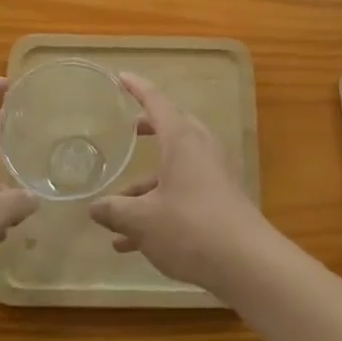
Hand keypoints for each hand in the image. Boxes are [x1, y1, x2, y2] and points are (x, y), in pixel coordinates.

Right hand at [89, 73, 274, 292]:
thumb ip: (115, 211)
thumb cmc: (190, 228)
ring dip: (147, 184)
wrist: (247, 263)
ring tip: (116, 210)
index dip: (137, 88)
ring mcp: (213, 175)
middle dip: (149, 129)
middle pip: (172, 129)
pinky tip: (133, 243)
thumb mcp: (143, 220)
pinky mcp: (220, 201)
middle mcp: (200, 149)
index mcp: (182, 139)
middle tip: (130, 130)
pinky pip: (183, 192)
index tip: (122, 77)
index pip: (157, 102)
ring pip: (175, 167)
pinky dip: (159, 206)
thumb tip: (94, 207)